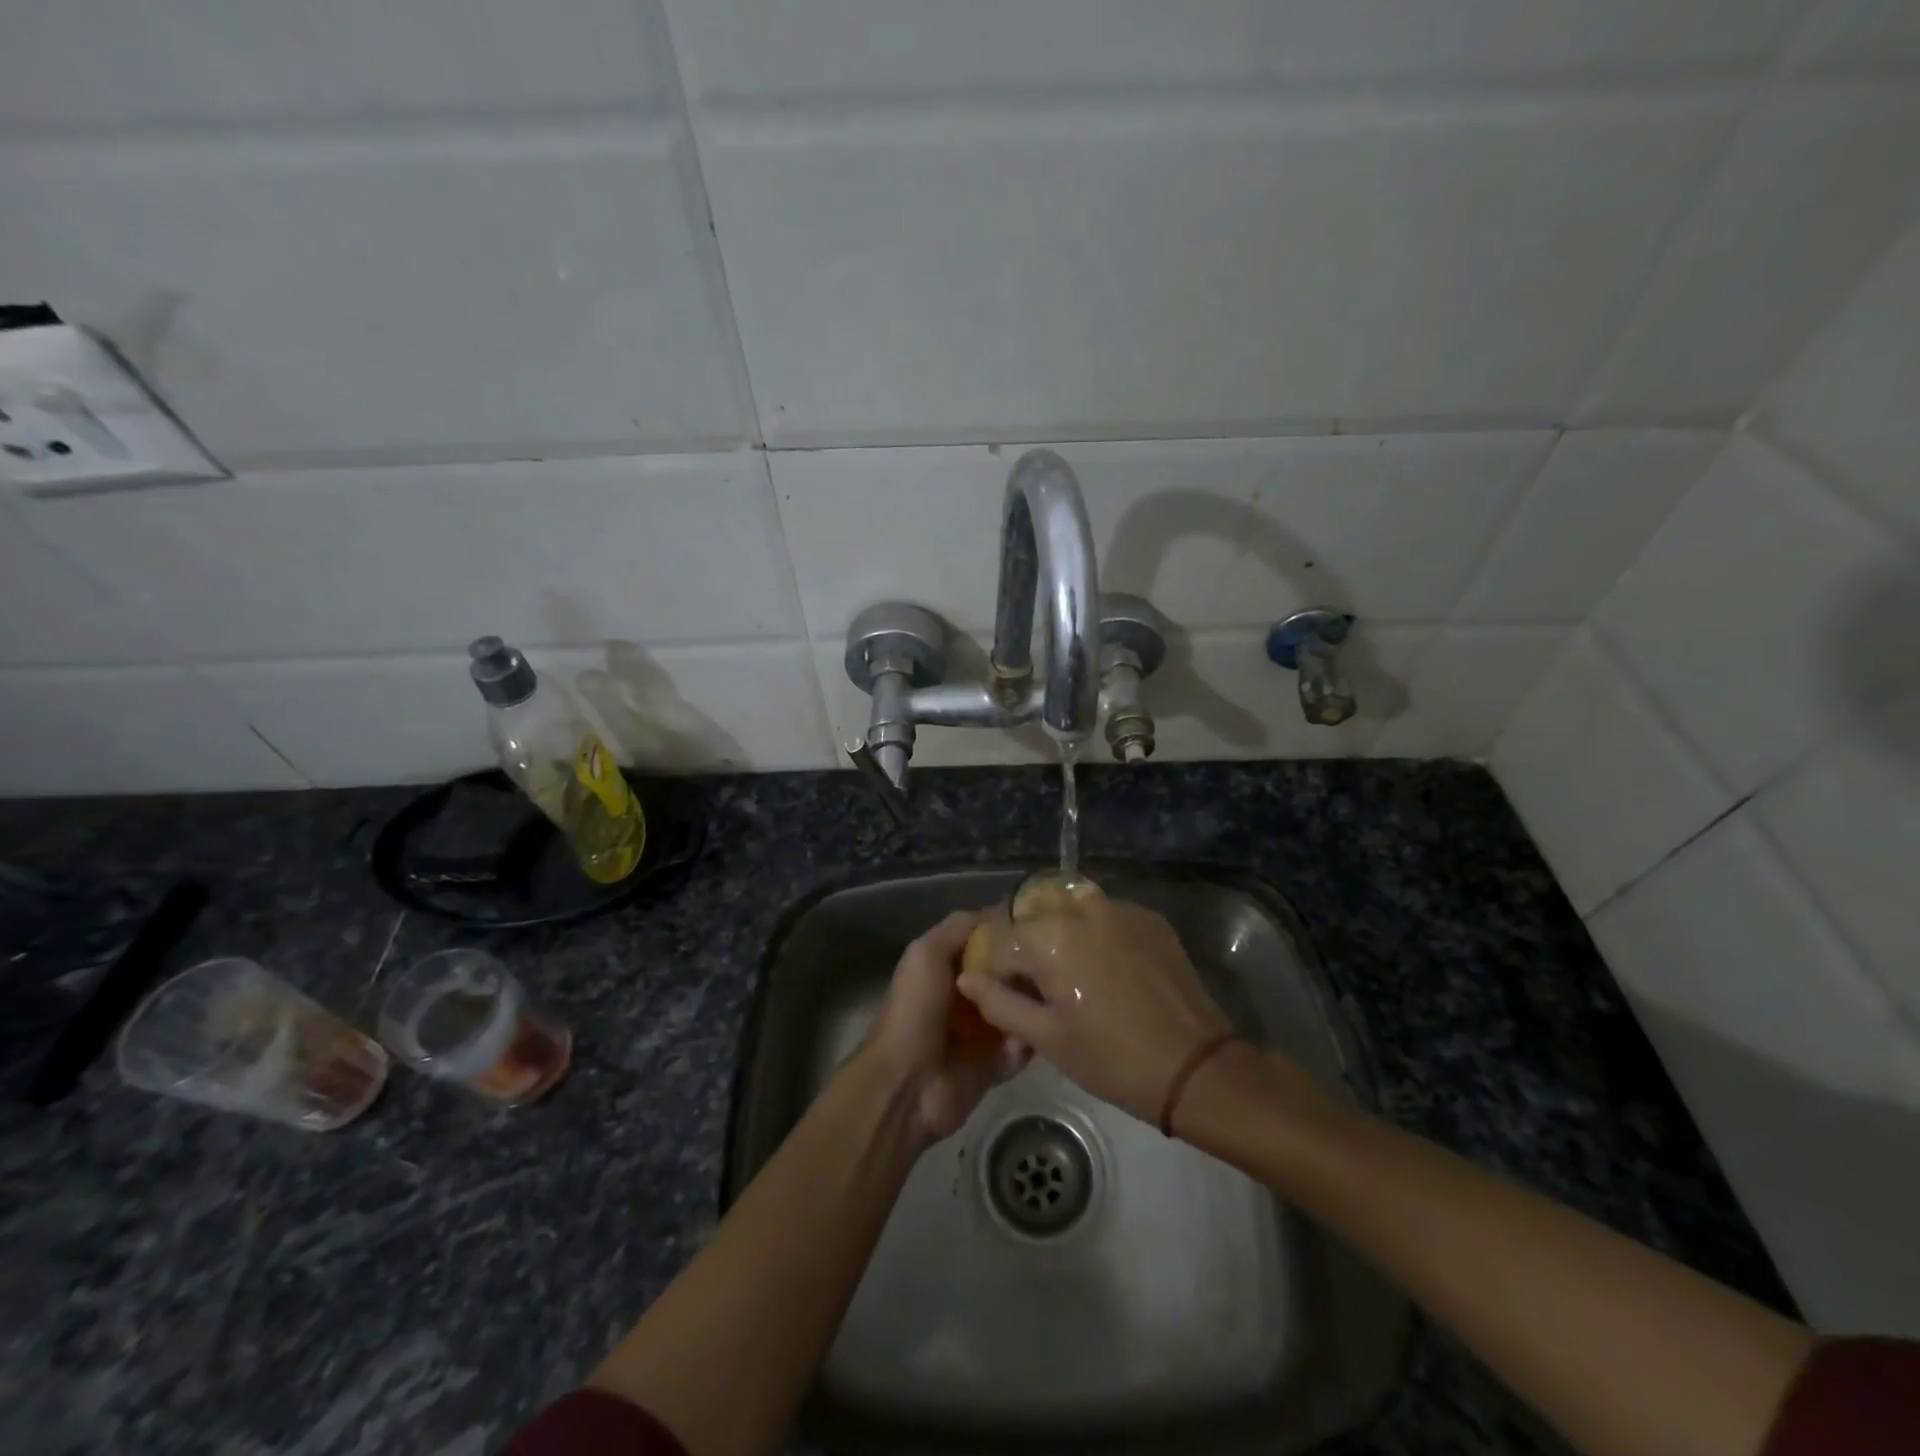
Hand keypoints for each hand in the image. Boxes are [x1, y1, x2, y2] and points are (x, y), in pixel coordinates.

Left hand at [862, 910, 1029, 1143]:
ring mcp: (979, 1033)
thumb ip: (959, 927)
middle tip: (1054, 967)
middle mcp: (963, 997)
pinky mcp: (993, 1066)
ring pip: (1017, 1011)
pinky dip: (1025, 1044)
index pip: (985, 944)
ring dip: (1030, 1007)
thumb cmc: (915, 1010)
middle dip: (1027, 972)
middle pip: (1006, 977)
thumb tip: (998, 912)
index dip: (1008, 935)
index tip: (1040, 927)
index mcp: (945, 968)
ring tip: (1050, 999)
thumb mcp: (927, 952)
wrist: (907, 1083)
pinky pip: (1020, 1049)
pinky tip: (1027, 1037)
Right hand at [957, 897, 1233, 1124]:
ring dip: (1064, 939)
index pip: (1001, 939)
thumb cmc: (1110, 1057)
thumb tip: (968, 976)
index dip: (997, 970)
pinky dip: (1099, 937)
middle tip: (1044, 992)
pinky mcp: (1151, 919)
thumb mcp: (1046, 1038)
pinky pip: (1109, 919)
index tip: (1007, 997)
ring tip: (1078, 981)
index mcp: (1050, 934)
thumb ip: (998, 1002)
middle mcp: (1082, 907)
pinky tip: (1111, 973)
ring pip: (1073, 914)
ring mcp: (1121, 909)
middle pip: (1037, 920)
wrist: (1196, 1068)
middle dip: (1031, 951)